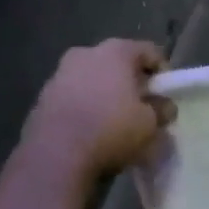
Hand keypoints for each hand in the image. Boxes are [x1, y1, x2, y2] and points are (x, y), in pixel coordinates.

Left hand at [23, 40, 173, 181]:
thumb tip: (164, 107)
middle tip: (142, 108)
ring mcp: (60, 74)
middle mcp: (86, 53)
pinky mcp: (42, 98)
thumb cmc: (111, 130)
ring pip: (93, 80)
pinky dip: (85, 108)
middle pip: (118, 63)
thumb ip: (162, 110)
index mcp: (116, 51)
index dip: (163, 73)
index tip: (166, 96)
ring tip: (115, 123)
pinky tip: (91, 131)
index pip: (150, 52)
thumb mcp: (150, 124)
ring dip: (106, 95)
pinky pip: (74, 98)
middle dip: (131, 83)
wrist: (55, 157)